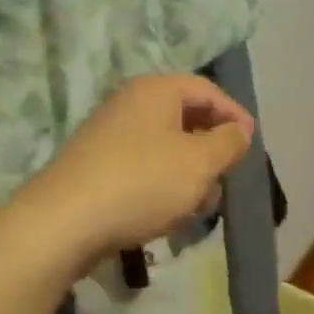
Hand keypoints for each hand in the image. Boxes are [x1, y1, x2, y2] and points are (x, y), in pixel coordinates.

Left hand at [18, 75, 253, 267]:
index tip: (251, 145)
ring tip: (199, 207)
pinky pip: (142, 167)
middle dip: (211, 150)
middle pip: (185, 117)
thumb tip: (239, 130)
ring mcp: (109, 135)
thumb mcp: (199, 162)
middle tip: (226, 179)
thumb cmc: (141, 183)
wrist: (62, 223)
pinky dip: (162, 186)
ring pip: (164, 147)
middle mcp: (130, 103)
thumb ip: (228, 143)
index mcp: (156, 90)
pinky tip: (167, 217)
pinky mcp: (96, 166)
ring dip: (188, 173)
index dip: (234, 115)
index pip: (207, 90)